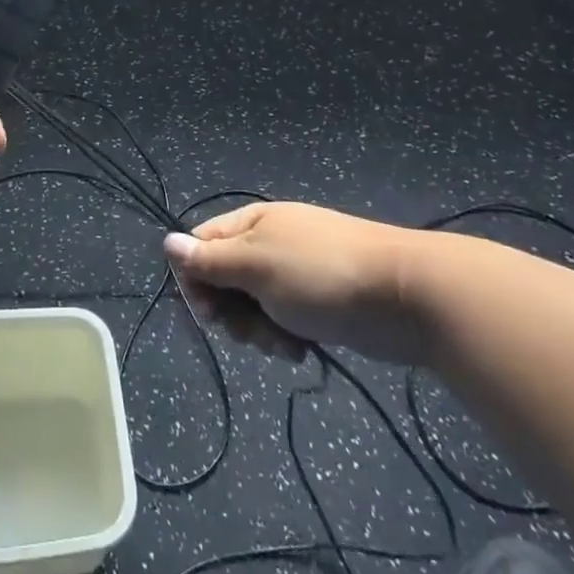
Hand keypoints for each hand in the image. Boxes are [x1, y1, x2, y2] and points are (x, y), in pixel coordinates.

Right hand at [164, 203, 432, 364]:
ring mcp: (294, 273)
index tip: (208, 313)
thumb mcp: (257, 267)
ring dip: (259, 330)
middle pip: (223, 280)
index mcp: (250, 225)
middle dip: (231, 313)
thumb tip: (167, 243)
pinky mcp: (318, 302)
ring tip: (285, 344)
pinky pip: (282, 319)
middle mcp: (267, 244)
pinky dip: (285, 337)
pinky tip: (302, 349)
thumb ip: (209, 260)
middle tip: (251, 332)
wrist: (406, 295)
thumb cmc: (322, 274)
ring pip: (252, 305)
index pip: (200, 246)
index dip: (195, 280)